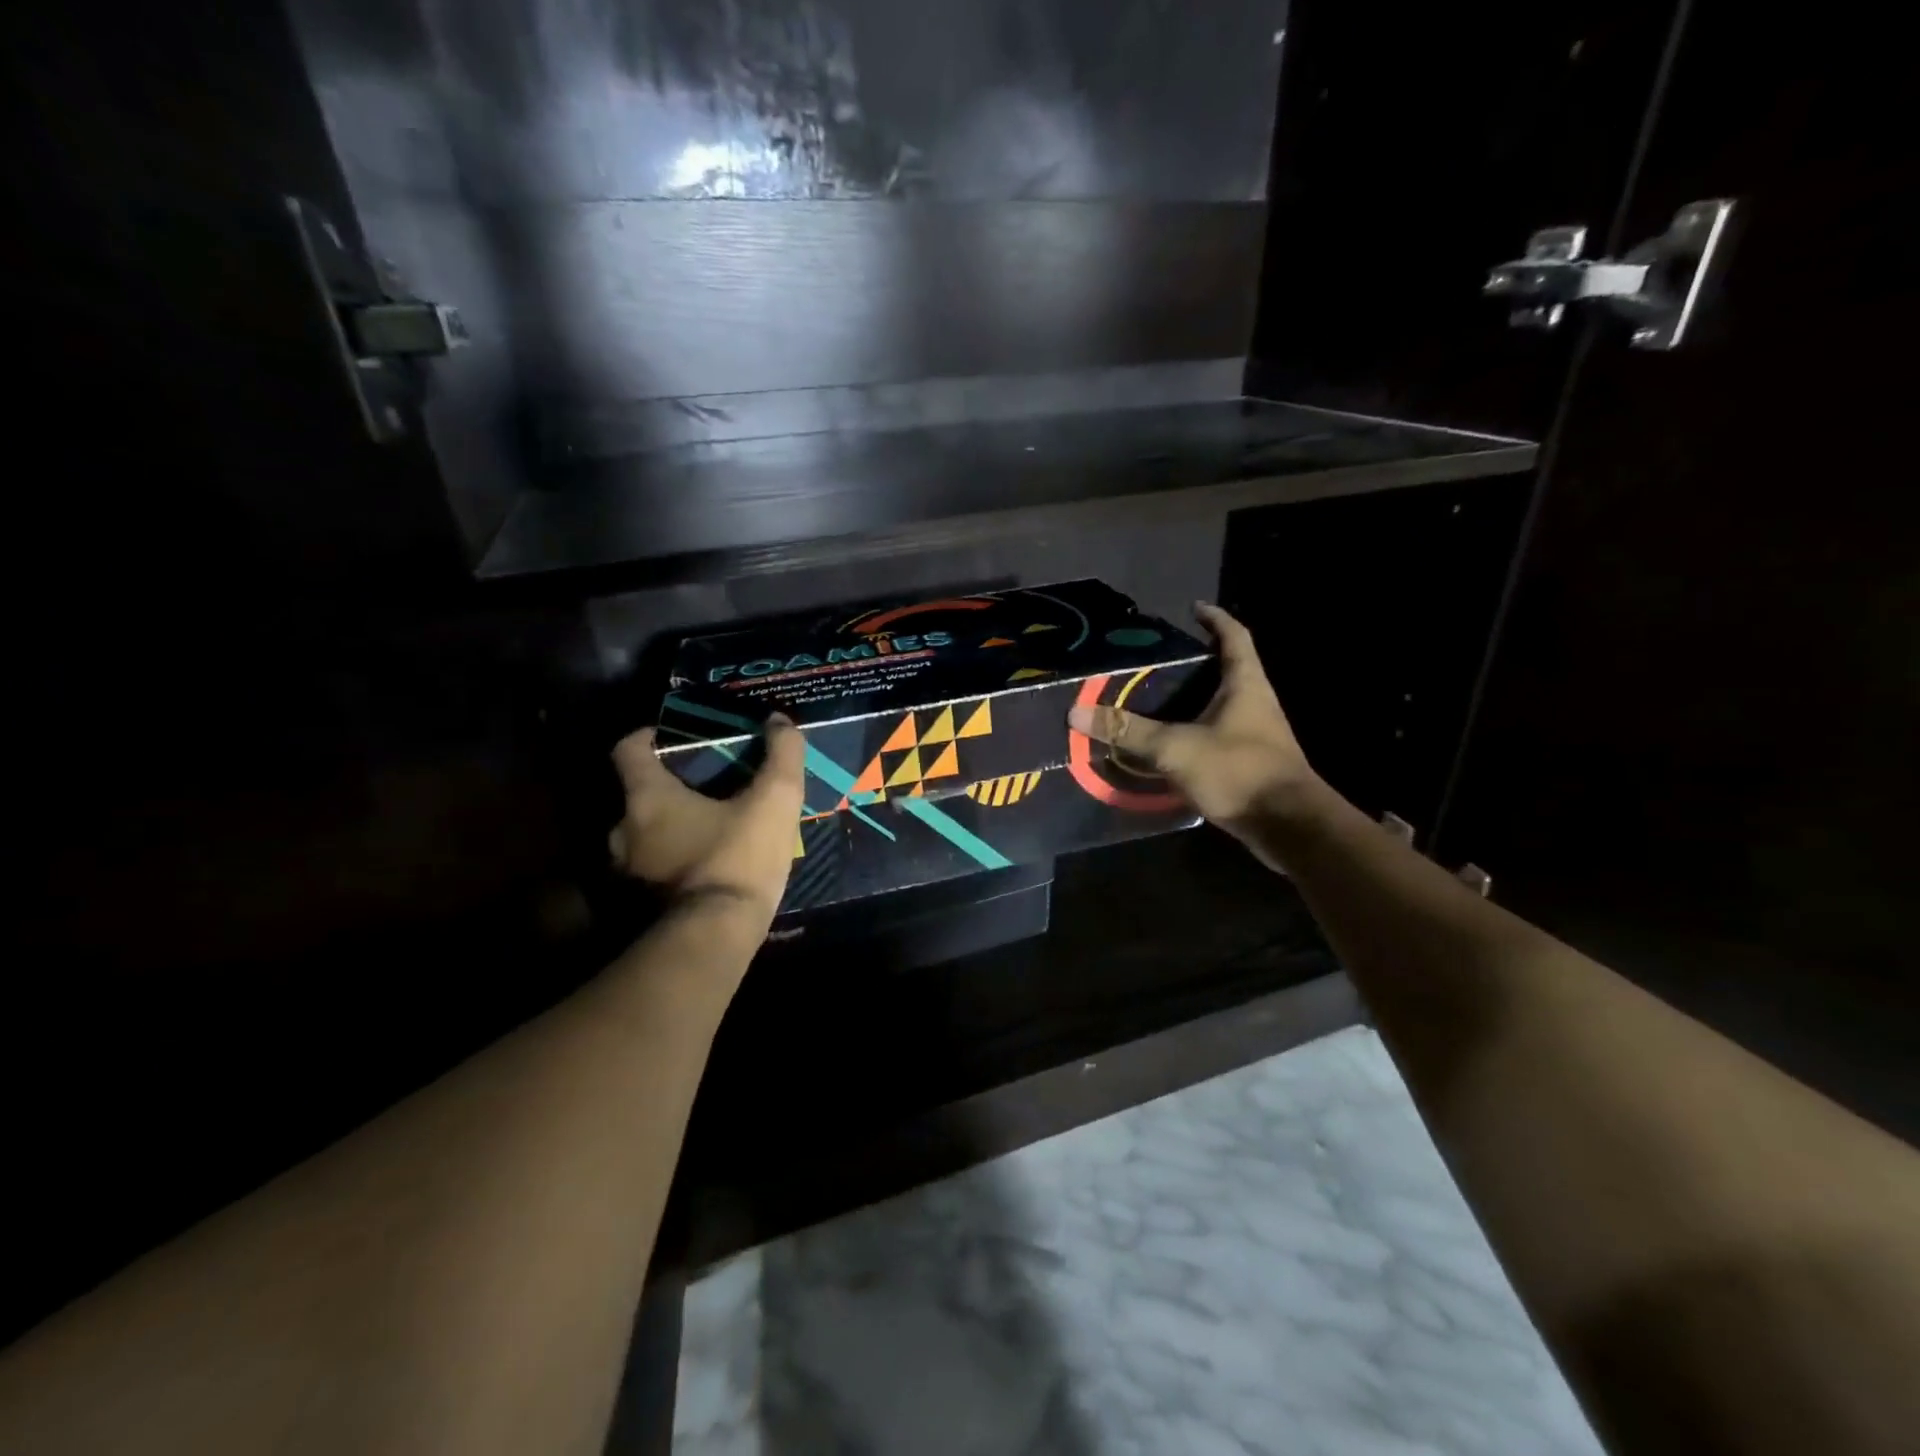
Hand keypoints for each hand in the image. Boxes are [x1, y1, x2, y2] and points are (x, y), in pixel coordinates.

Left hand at [608, 715, 805, 922]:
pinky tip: (704, 866)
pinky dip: (670, 861)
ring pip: (643, 835)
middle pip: (638, 794)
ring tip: (708, 828)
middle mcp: (624, 831)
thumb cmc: (738, 859)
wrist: (716, 937)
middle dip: (668, 787)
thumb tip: (780, 721)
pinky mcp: (637, 904)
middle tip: (706, 786)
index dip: (648, 736)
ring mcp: (627, 871)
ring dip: (668, 828)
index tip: (674, 737)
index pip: (628, 749)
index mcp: (647, 798)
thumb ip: (782, 756)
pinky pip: (651, 869)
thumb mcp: (774, 802)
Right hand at [1067, 603, 1319, 836]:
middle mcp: (1256, 703)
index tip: (1193, 610)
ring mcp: (1257, 735)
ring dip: (1194, 700)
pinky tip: (1169, 745)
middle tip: (1158, 661)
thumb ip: (1128, 731)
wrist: (1288, 826)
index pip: (1234, 636)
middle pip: (1227, 670)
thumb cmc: (1238, 771)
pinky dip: (1194, 733)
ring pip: (1222, 706)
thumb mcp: (1175, 748)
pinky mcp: (1250, 764)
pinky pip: (1218, 737)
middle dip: (1196, 663)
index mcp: (1246, 684)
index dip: (1215, 619)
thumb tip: (1077, 712)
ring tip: (1155, 700)